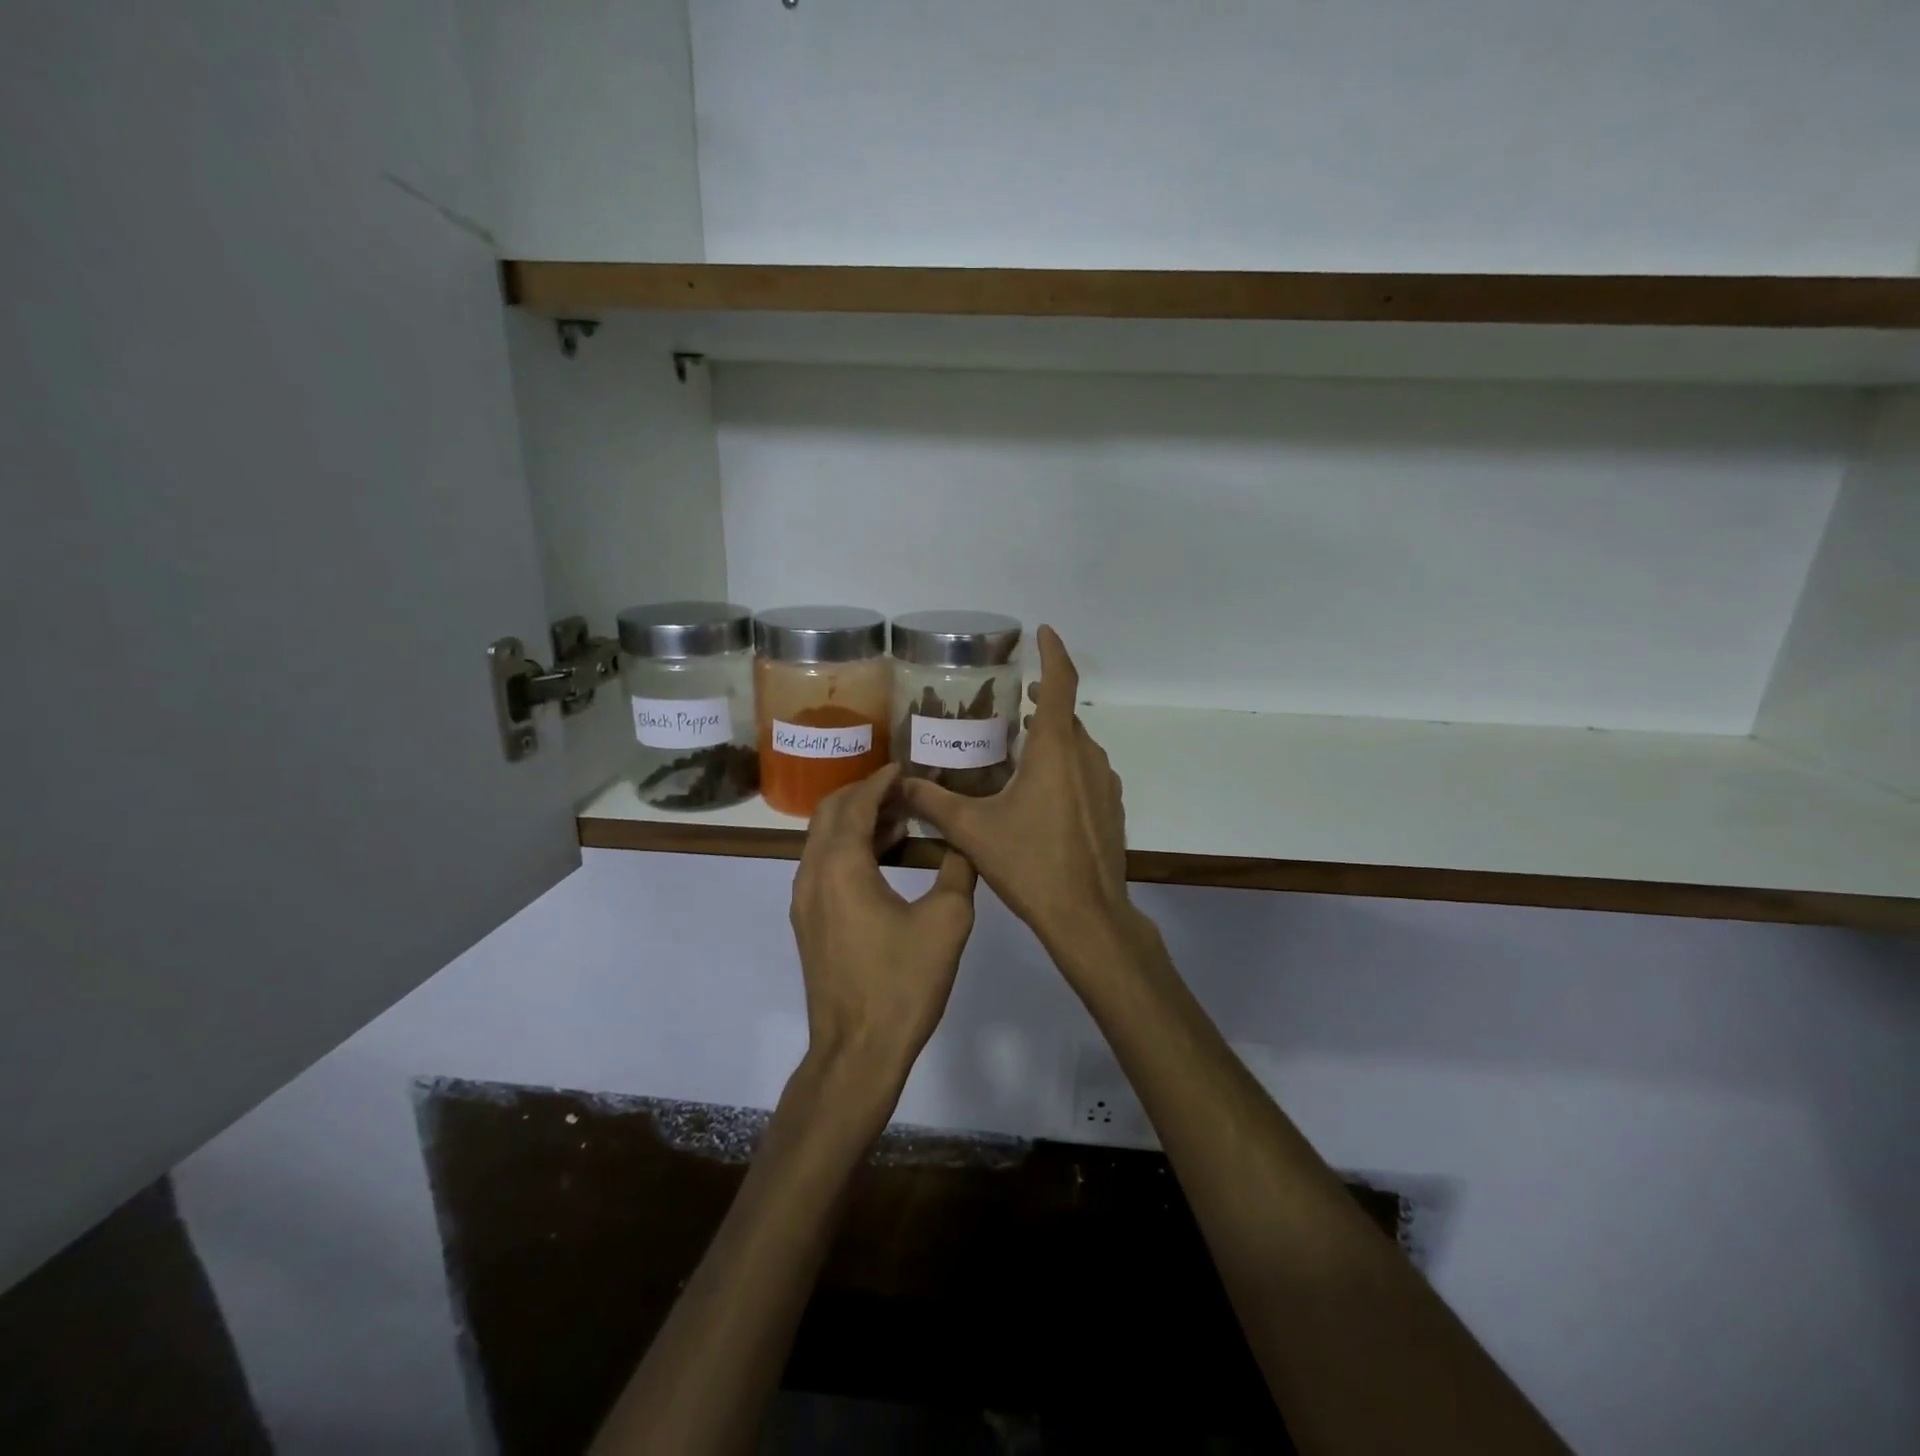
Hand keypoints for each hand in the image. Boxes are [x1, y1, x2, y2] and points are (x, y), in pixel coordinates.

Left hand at [790, 764, 977, 1099]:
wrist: (857, 1051)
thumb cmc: (902, 983)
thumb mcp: (947, 922)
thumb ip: (958, 870)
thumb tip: (964, 842)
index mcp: (841, 865)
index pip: (856, 803)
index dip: (881, 781)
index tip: (906, 767)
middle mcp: (812, 874)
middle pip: (829, 813)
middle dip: (864, 794)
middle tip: (904, 791)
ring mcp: (804, 900)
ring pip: (823, 840)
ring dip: (856, 821)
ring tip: (901, 820)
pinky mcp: (809, 923)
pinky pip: (824, 866)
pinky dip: (849, 848)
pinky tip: (884, 859)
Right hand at [901, 627, 1131, 960]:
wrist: (1087, 915)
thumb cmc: (1030, 864)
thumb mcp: (973, 831)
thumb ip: (932, 802)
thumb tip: (898, 783)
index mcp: (1055, 750)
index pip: (1060, 682)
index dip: (1053, 651)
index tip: (1043, 631)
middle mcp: (1086, 756)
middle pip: (1064, 715)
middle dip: (1041, 702)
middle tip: (1008, 704)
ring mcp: (1105, 782)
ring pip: (1076, 745)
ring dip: (1051, 737)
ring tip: (1018, 748)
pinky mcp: (1112, 807)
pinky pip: (1086, 771)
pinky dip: (1064, 765)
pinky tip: (1040, 794)